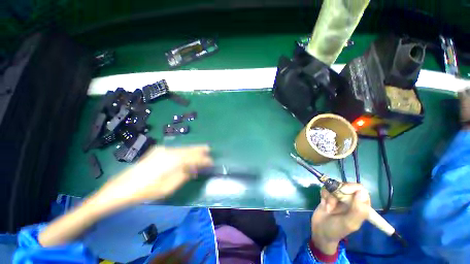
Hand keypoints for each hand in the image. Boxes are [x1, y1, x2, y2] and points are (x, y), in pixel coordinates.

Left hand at [96, 145, 212, 205]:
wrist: (120, 188)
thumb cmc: (146, 191)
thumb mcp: (168, 188)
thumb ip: (184, 176)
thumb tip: (194, 169)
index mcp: (173, 161)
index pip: (194, 158)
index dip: (204, 160)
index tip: (211, 162)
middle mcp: (169, 151)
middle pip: (189, 149)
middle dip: (200, 150)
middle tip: (209, 150)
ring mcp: (162, 150)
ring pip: (183, 148)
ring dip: (192, 151)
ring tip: (201, 152)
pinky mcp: (157, 151)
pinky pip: (176, 150)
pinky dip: (184, 152)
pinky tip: (186, 155)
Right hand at [311, 183, 369, 253]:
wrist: (319, 231)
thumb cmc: (336, 230)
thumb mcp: (349, 223)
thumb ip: (358, 210)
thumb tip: (361, 192)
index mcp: (360, 207)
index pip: (361, 190)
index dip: (351, 187)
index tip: (342, 191)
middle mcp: (350, 200)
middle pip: (346, 186)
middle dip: (337, 193)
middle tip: (332, 202)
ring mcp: (339, 198)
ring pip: (334, 186)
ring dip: (329, 196)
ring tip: (328, 207)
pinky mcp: (328, 196)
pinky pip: (326, 188)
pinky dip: (324, 194)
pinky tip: (324, 203)